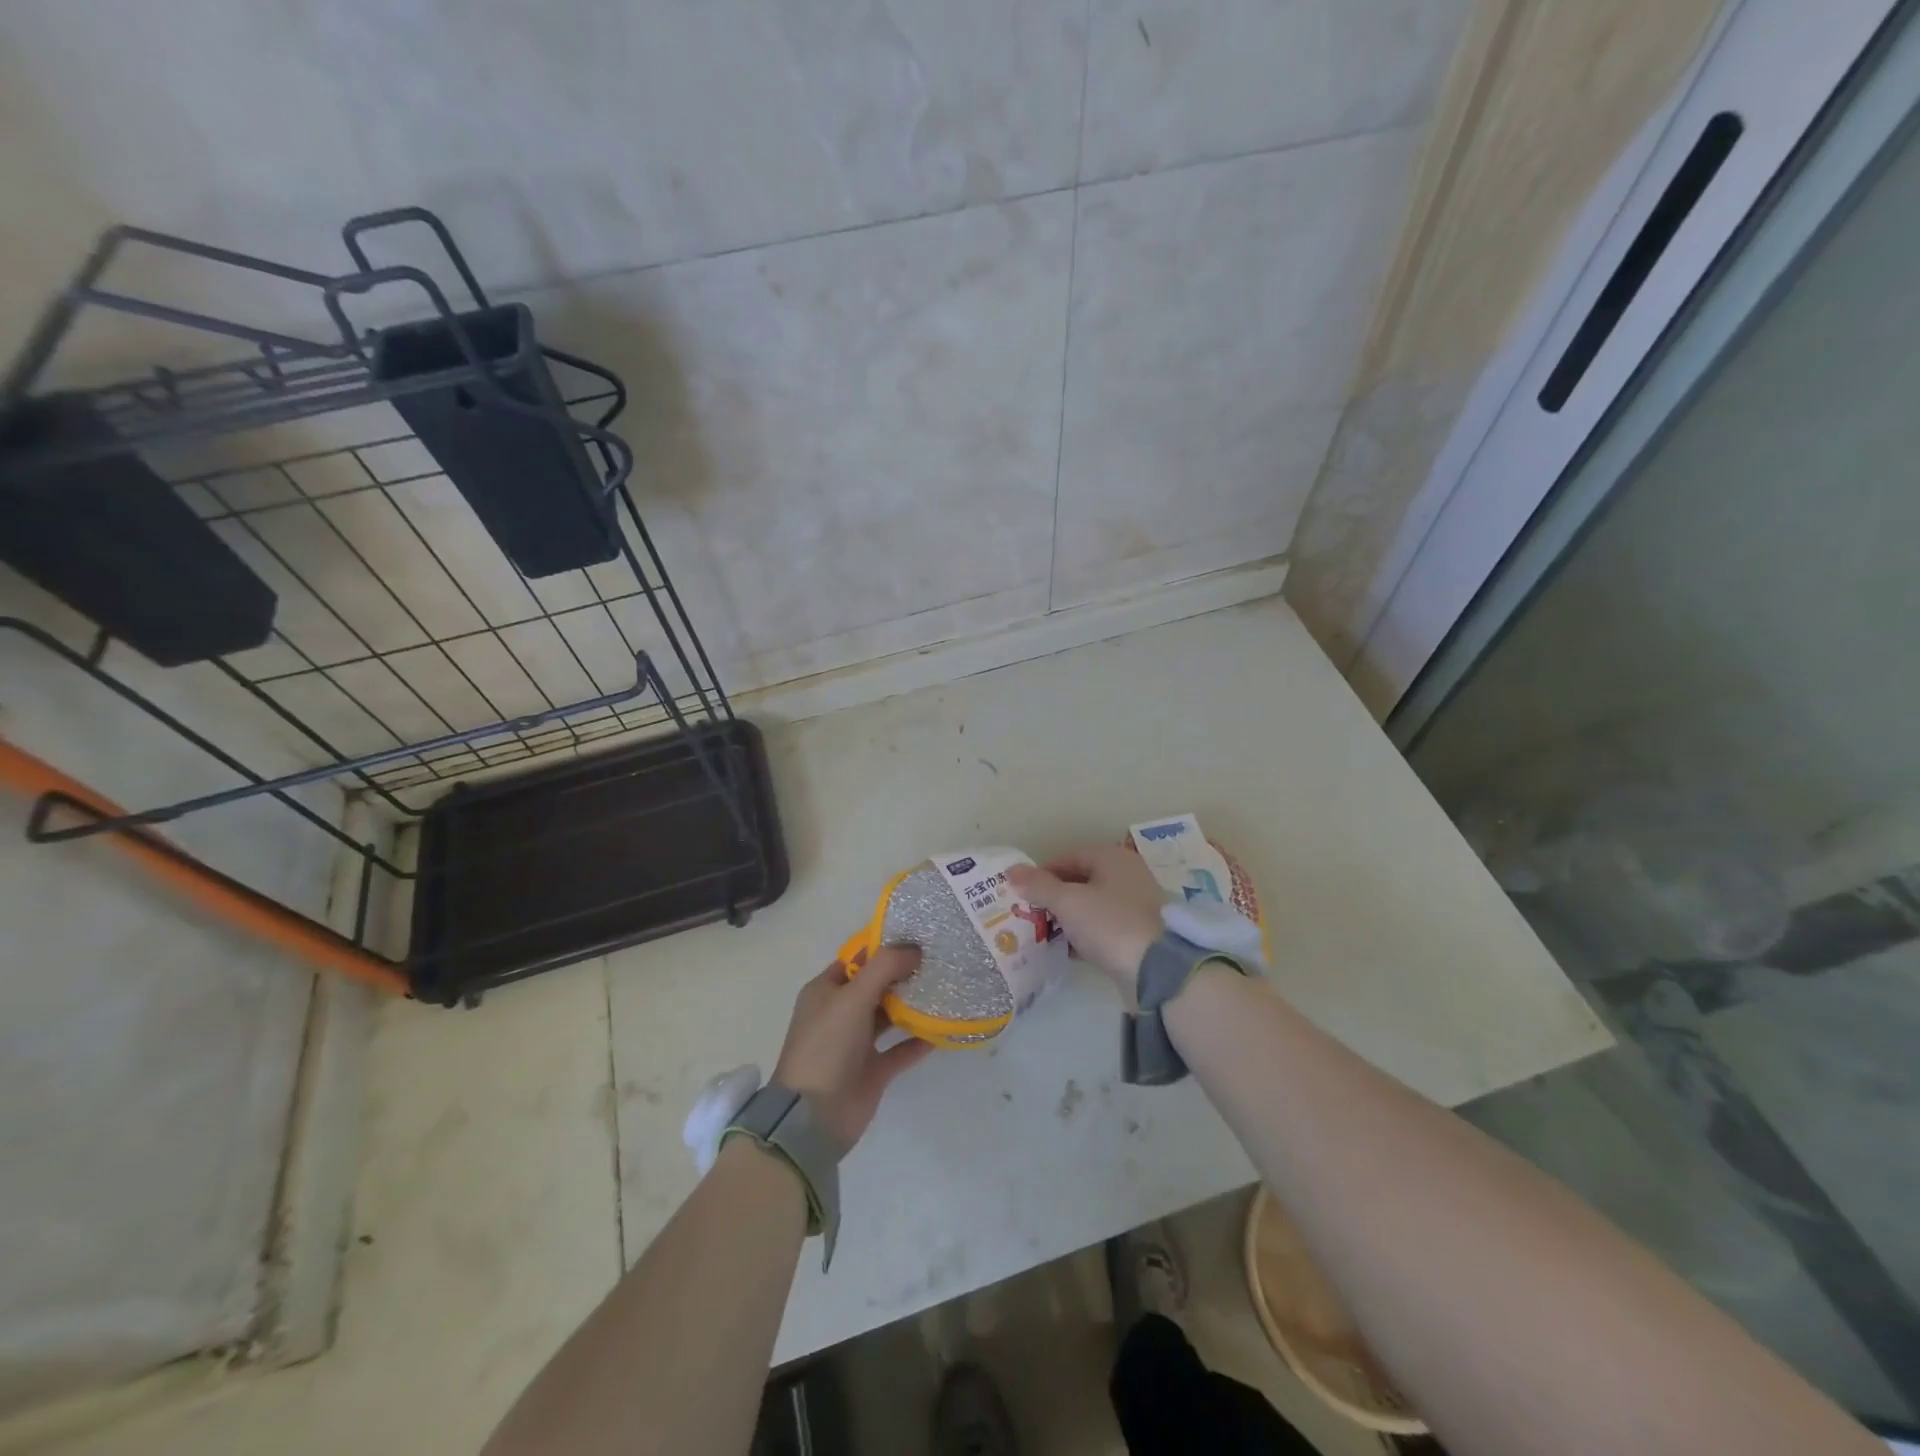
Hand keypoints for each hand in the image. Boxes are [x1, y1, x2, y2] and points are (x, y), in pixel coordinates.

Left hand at [773, 946, 934, 1156]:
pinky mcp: (874, 1069)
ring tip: (946, 987)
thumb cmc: (827, 1046)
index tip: (919, 936)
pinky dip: (920, 1039)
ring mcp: (857, 1042)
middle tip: (940, 958)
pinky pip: (901, 1048)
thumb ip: (884, 968)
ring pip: (890, 1015)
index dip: (884, 947)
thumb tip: (915, 948)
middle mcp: (840, 1013)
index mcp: (826, 991)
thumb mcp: (852, 998)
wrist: (814, 1117)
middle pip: (877, 985)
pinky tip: (944, 1029)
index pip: (857, 959)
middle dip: (904, 973)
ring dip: (913, 1004)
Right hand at [1007, 846, 1164, 993]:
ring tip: (1041, 933)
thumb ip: (1039, 885)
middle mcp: (1127, 876)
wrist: (1157, 970)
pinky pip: (1102, 928)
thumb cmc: (1110, 923)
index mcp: (1112, 858)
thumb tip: (1012, 870)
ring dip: (1067, 918)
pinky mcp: (1138, 934)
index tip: (1022, 891)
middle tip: (1028, 913)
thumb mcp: (1068, 902)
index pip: (1069, 856)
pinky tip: (1065, 950)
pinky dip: (1083, 935)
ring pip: (1091, 906)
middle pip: (1081, 881)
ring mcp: (1135, 906)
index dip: (1043, 872)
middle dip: (1053, 896)